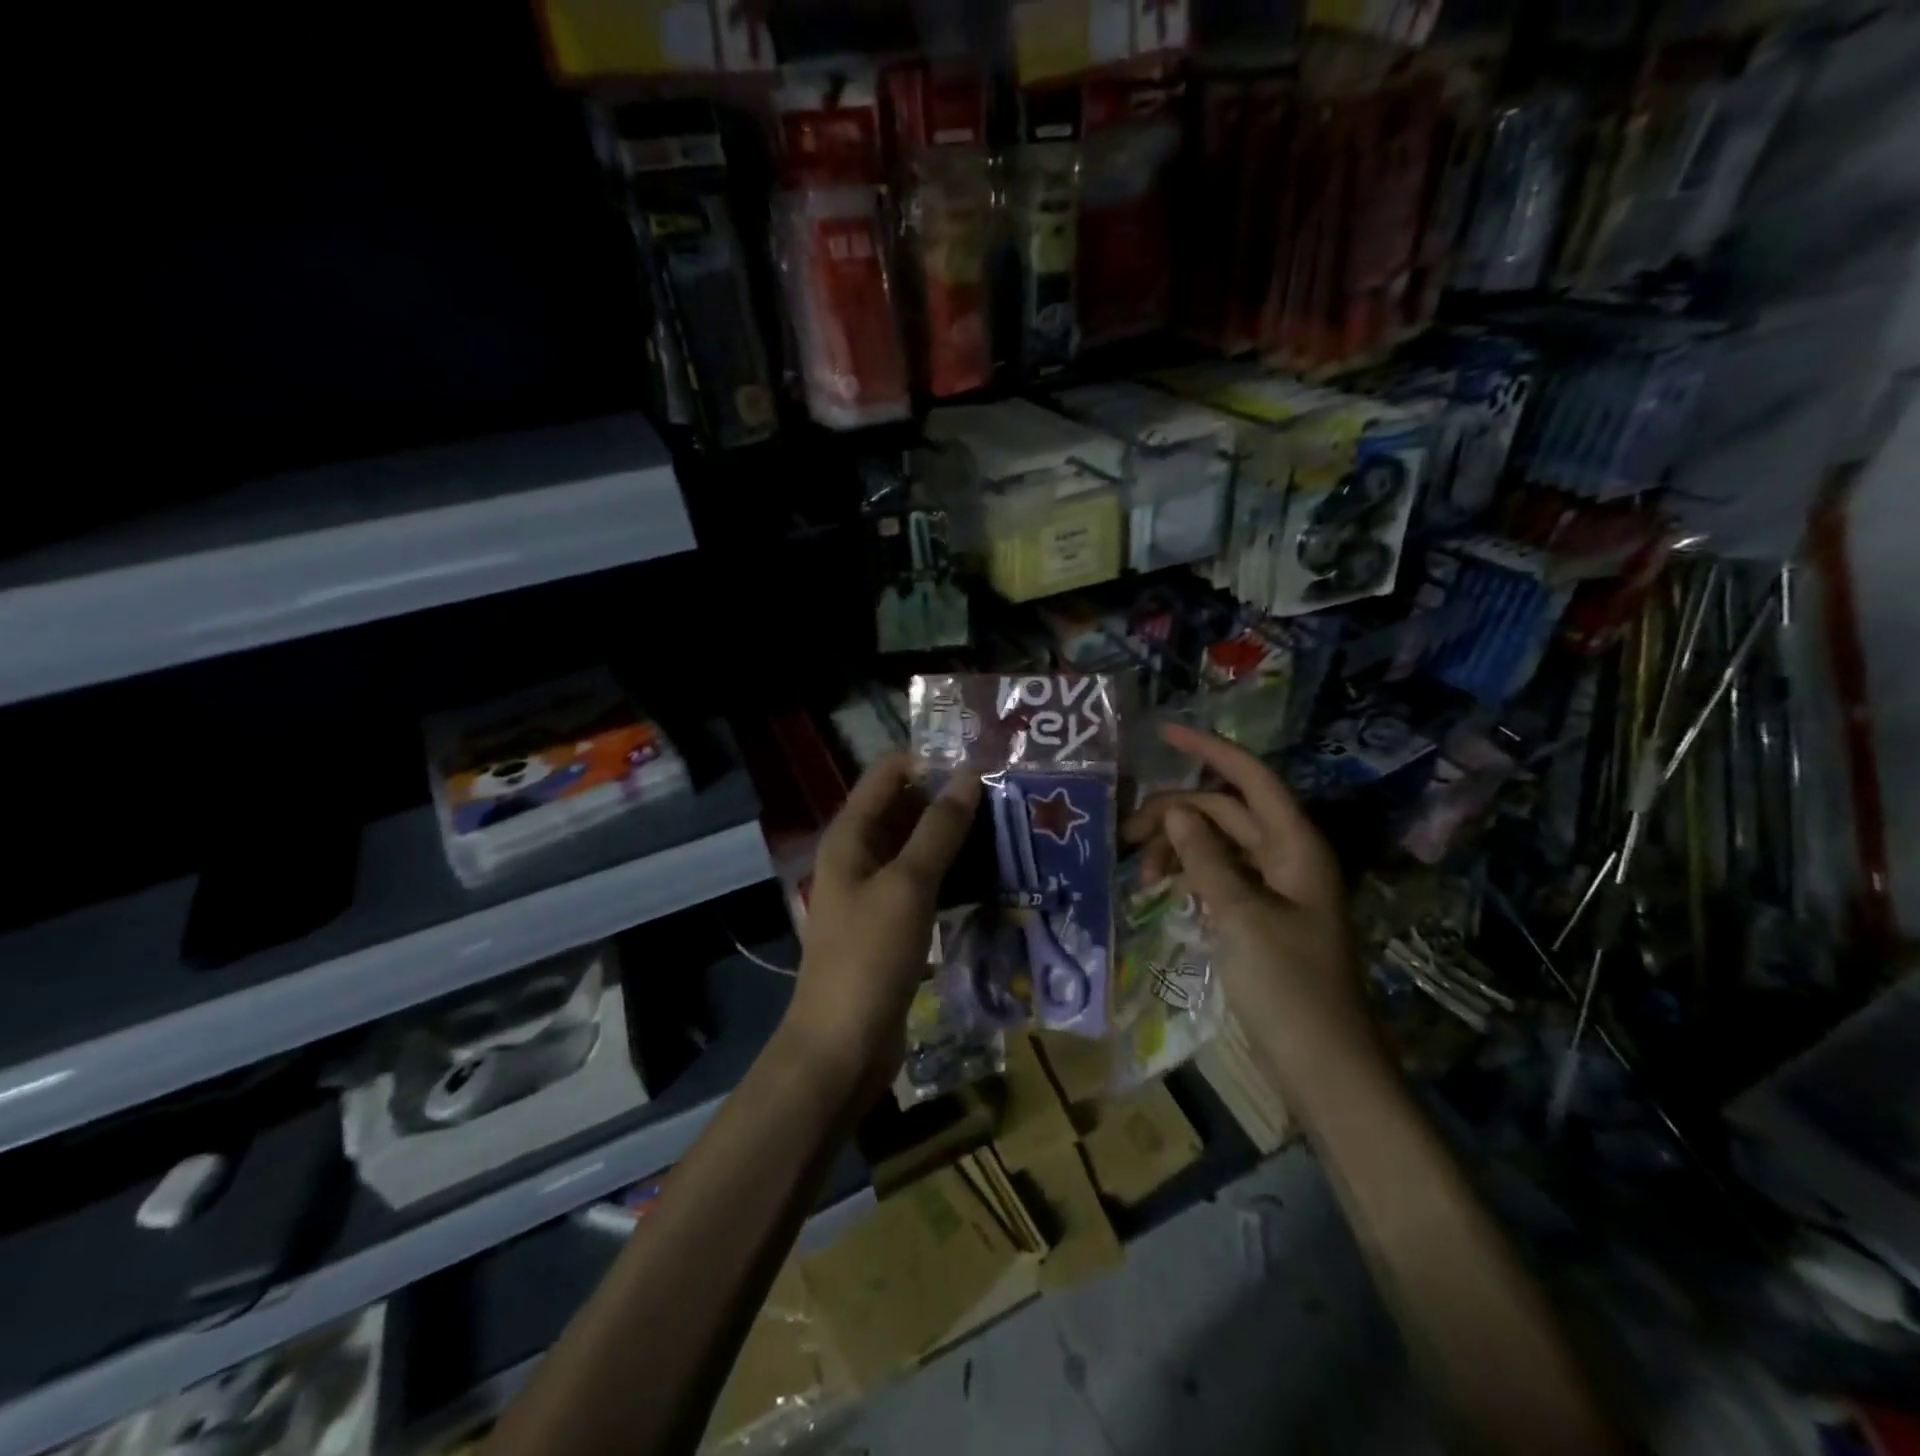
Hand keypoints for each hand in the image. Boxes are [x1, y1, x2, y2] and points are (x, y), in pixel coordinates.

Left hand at [786, 755, 981, 1089]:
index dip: (930, 759)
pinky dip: (955, 874)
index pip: (888, 773)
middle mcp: (861, 855)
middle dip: (952, 798)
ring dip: (958, 837)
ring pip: (921, 847)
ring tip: (1011, 827)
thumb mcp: (907, 885)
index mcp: (851, 835)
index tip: (982, 758)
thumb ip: (939, 829)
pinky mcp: (895, 923)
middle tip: (1009, 793)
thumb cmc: (869, 957)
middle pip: (906, 808)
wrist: (842, 1046)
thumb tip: (969, 775)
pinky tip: (995, 873)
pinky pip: (927, 883)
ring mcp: (877, 891)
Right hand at [1126, 723, 1386, 1110]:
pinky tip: (1161, 888)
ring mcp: (1273, 889)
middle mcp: (1286, 857)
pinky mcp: (1259, 917)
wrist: (1324, 1066)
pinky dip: (1189, 874)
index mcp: (1295, 846)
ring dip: (1178, 848)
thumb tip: (1176, 813)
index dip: (1209, 750)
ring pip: (1217, 845)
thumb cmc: (1288, 987)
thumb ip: (1206, 860)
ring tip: (1141, 875)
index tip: (1163, 733)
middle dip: (1175, 813)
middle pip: (1225, 812)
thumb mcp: (1240, 916)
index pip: (1250, 779)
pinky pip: (1218, 877)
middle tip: (1125, 834)